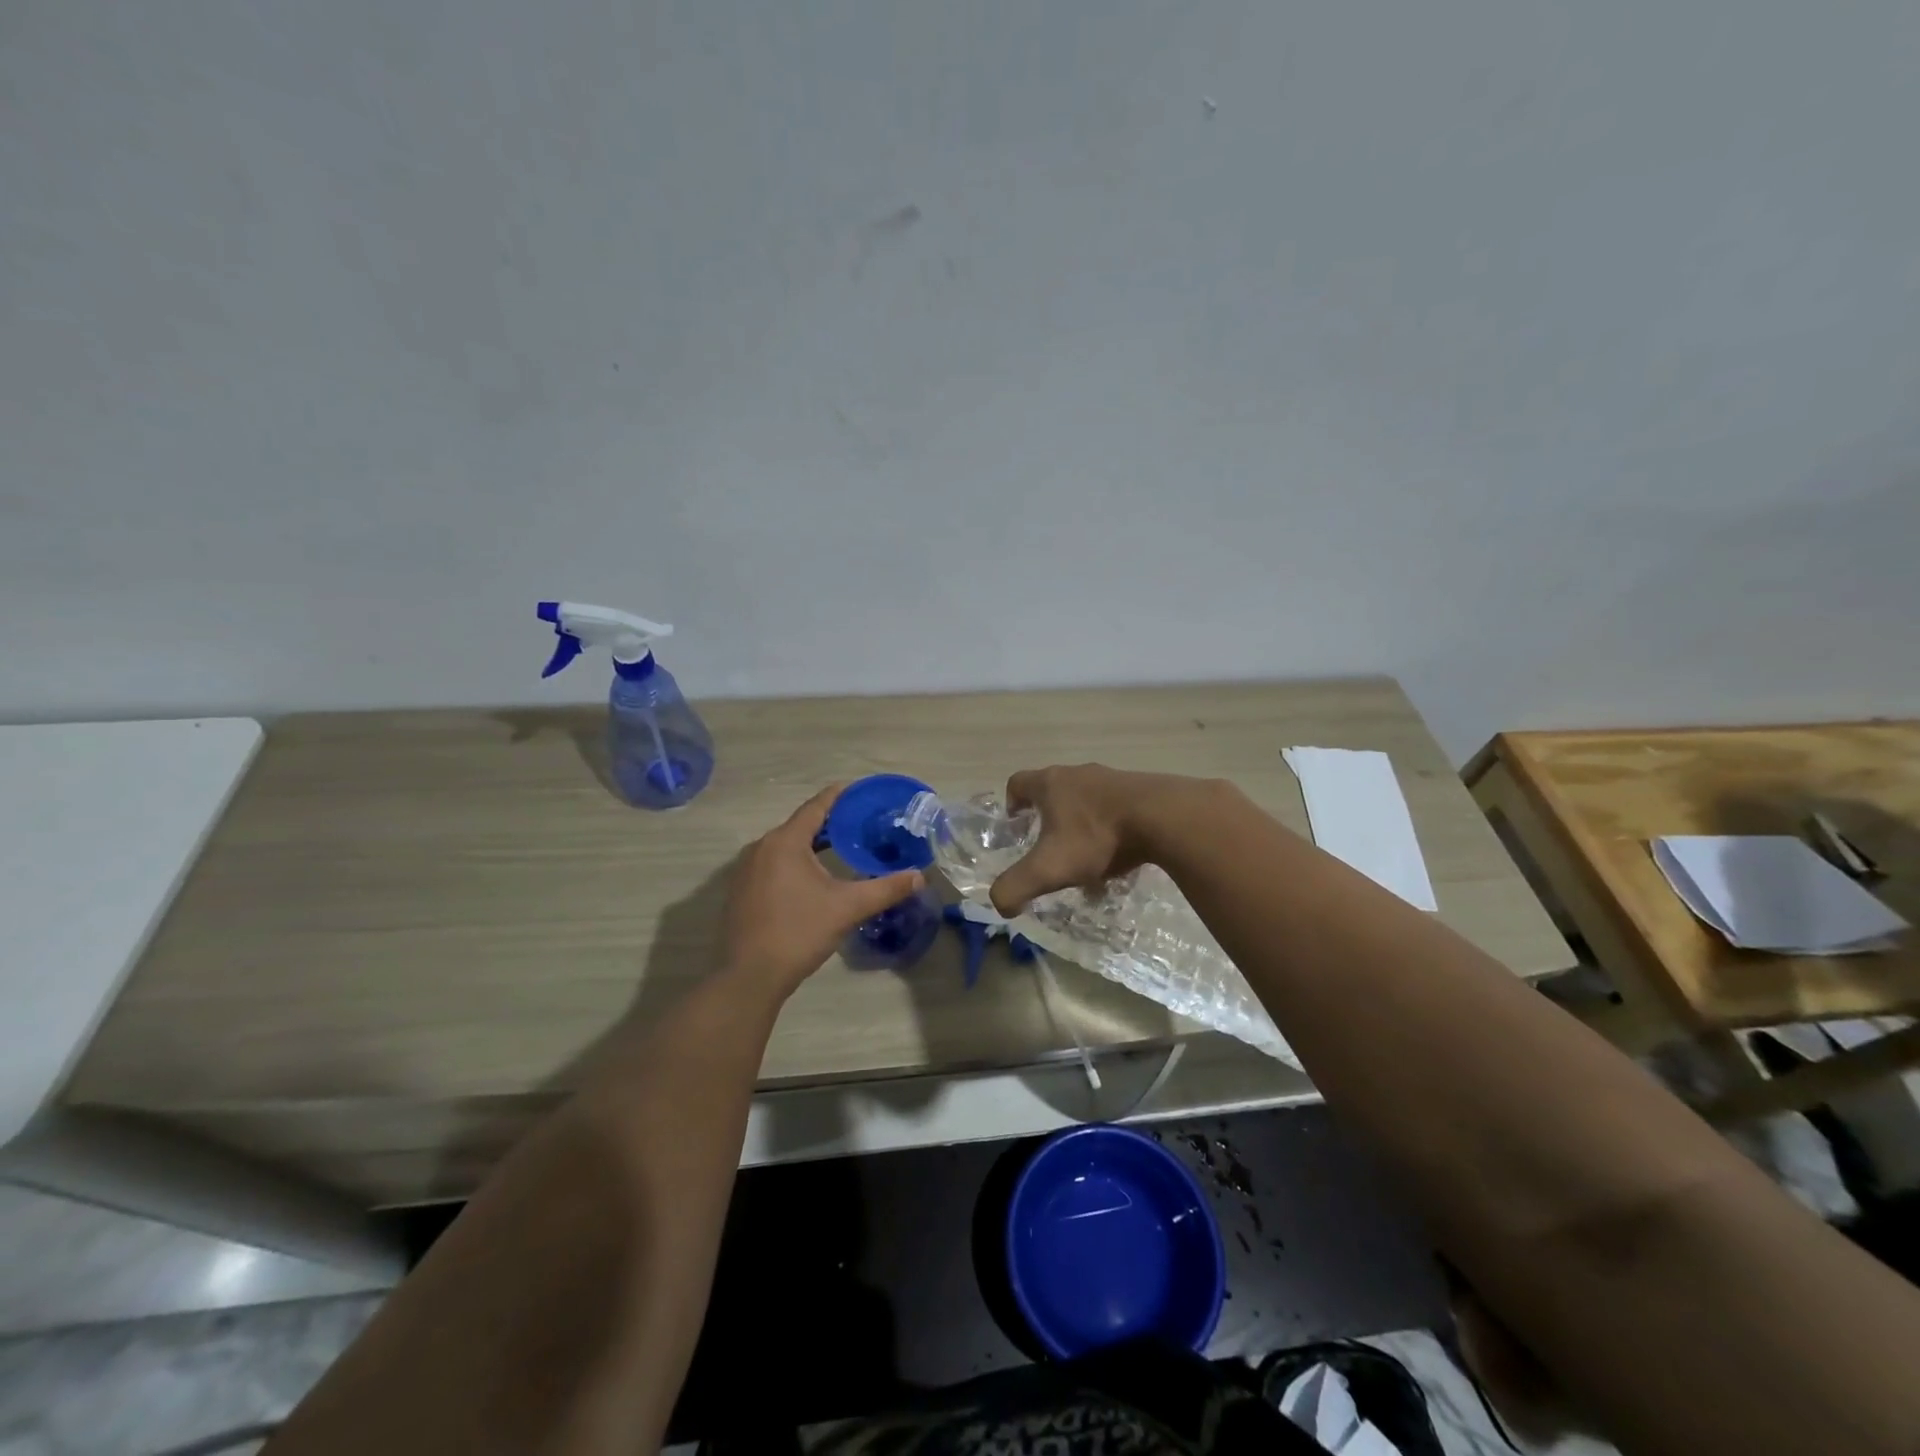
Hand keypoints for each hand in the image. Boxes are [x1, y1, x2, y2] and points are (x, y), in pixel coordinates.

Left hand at [722, 784, 924, 997]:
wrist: (750, 976)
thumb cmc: (799, 932)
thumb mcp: (847, 908)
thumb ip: (885, 889)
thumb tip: (919, 877)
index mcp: (784, 842)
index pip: (816, 806)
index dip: (840, 796)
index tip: (860, 790)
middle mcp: (761, 847)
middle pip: (800, 824)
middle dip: (830, 822)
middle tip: (860, 822)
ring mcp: (746, 870)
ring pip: (785, 846)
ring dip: (811, 843)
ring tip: (841, 846)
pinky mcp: (741, 890)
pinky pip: (772, 863)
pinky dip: (795, 861)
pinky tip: (812, 877)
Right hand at [989, 764, 1200, 916]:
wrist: (1163, 817)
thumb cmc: (1096, 837)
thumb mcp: (1048, 868)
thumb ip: (1015, 887)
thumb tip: (1000, 904)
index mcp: (1050, 784)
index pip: (1018, 783)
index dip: (1011, 803)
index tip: (1016, 825)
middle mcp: (1078, 774)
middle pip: (1054, 790)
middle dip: (1048, 817)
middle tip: (1051, 847)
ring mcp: (1112, 778)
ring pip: (1086, 799)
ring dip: (1082, 824)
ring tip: (1089, 858)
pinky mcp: (1141, 788)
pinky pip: (1116, 807)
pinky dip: (1111, 828)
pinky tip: (1121, 855)